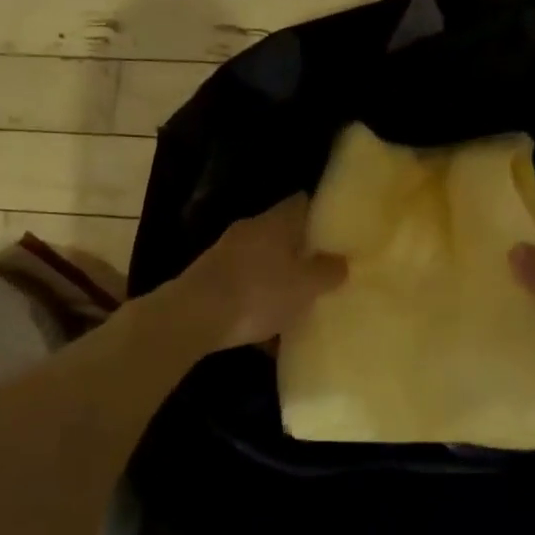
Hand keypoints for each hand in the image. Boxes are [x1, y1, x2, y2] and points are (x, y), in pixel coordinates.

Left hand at [166, 194, 346, 350]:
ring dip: (276, 278)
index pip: (301, 203)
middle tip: (320, 270)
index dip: (320, 214)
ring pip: (260, 261)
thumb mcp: (305, 286)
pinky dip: (256, 302)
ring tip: (296, 303)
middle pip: (281, 233)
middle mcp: (249, 229)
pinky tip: (266, 332)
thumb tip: (341, 260)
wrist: (192, 317)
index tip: (335, 230)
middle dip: (299, 251)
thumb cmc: (259, 292)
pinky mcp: (208, 279)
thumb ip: (327, 272)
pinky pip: (242, 287)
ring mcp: (225, 253)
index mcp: (275, 221)